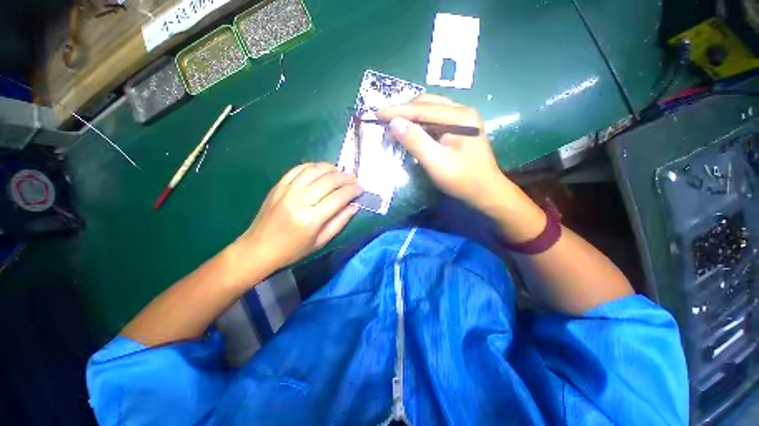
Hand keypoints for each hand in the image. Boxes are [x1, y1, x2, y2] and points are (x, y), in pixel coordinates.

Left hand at [237, 163, 362, 271]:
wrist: (258, 248)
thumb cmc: (293, 250)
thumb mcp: (321, 241)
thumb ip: (340, 222)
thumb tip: (355, 206)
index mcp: (312, 218)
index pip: (339, 197)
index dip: (353, 190)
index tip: (361, 188)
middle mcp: (300, 200)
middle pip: (328, 180)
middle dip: (345, 177)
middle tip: (354, 179)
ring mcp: (287, 190)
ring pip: (314, 170)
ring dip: (331, 168)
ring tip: (340, 172)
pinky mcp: (278, 186)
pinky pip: (298, 169)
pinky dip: (313, 166)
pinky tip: (321, 169)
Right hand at [377, 94, 510, 209]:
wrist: (486, 192)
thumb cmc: (462, 180)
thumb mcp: (436, 162)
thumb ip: (416, 141)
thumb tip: (394, 122)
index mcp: (460, 117)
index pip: (423, 109)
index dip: (398, 111)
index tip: (378, 113)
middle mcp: (462, 112)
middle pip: (427, 104)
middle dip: (404, 111)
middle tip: (385, 121)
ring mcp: (462, 119)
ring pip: (431, 110)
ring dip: (412, 116)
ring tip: (395, 125)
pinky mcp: (460, 129)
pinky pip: (435, 120)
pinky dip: (420, 124)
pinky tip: (411, 131)